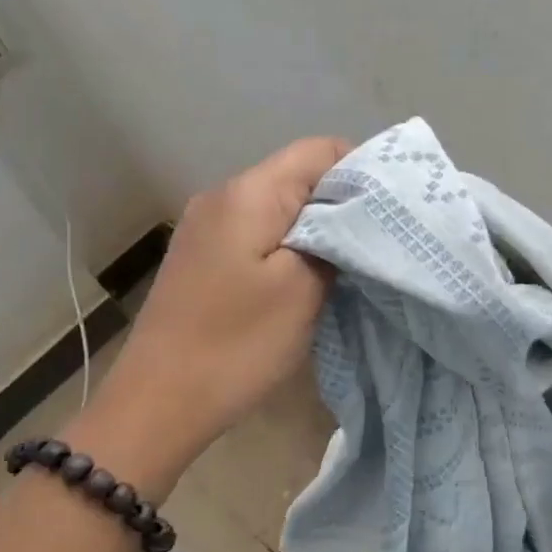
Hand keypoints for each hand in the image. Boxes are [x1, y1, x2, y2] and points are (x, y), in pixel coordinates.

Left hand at [70, 137, 349, 494]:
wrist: (157, 401)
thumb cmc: (236, 344)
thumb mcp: (302, 290)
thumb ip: (336, 240)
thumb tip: (353, 216)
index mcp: (249, 193)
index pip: (319, 150)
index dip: (363, 169)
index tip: (394, 208)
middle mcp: (222, 196)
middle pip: (298, 175)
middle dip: (344, 202)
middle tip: (381, 240)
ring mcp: (206, 227)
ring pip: (279, 207)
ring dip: (318, 228)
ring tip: (351, 262)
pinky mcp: (202, 257)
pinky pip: (258, 233)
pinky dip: (289, 246)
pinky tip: (307, 277)